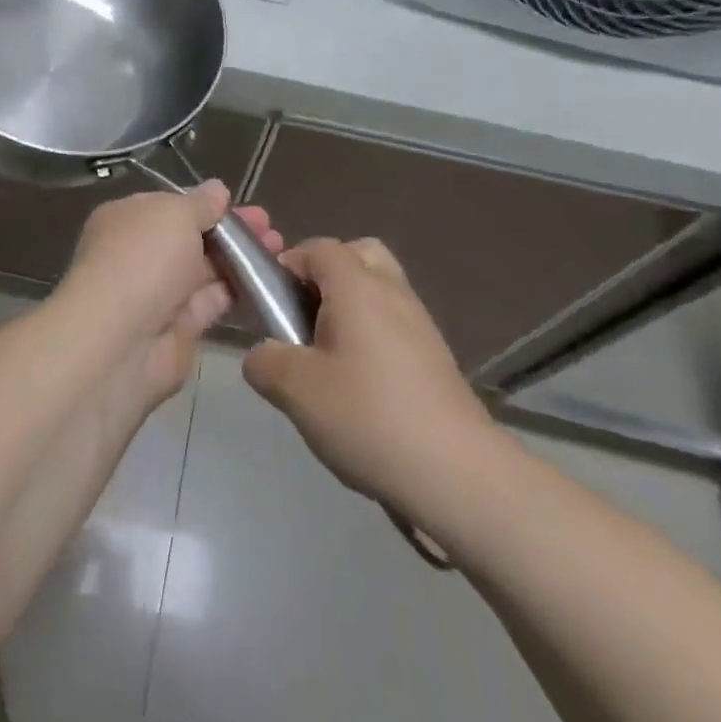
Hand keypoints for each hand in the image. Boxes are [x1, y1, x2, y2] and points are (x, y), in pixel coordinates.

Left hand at [58, 181, 281, 410]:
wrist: (120, 342)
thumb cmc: (143, 260)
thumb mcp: (175, 215)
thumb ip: (201, 203)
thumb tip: (217, 190)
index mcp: (128, 219)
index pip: (171, 206)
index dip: (206, 205)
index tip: (241, 205)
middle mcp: (140, 254)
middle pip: (192, 238)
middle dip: (231, 231)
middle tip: (271, 227)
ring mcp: (158, 293)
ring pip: (205, 270)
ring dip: (241, 259)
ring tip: (280, 248)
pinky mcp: (179, 328)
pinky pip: (212, 302)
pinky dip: (238, 291)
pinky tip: (270, 280)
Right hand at [242, 238, 503, 523]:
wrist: (457, 473)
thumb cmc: (368, 416)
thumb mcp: (295, 390)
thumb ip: (264, 361)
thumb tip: (263, 355)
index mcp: (357, 286)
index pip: (319, 247)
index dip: (288, 265)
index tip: (271, 304)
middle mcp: (392, 292)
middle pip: (358, 256)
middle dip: (327, 276)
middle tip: (306, 318)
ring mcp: (420, 324)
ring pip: (380, 291)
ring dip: (351, 309)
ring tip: (329, 359)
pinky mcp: (436, 357)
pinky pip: (395, 324)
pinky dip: (374, 337)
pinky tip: (361, 387)